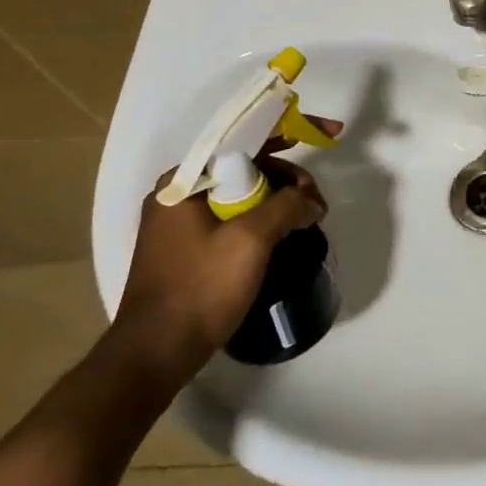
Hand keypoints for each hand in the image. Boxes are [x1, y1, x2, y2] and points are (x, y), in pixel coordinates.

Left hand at [110, 121, 339, 391]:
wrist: (154, 356)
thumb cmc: (200, 289)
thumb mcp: (251, 239)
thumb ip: (287, 206)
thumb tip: (310, 203)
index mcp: (185, 181)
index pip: (245, 139)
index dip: (292, 130)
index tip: (331, 132)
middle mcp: (179, 194)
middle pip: (247, 166)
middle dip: (289, 177)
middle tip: (318, 203)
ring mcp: (180, 224)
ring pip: (242, 193)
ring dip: (279, 200)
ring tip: (308, 222)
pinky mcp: (187, 249)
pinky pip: (233, 218)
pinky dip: (263, 219)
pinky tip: (285, 233)